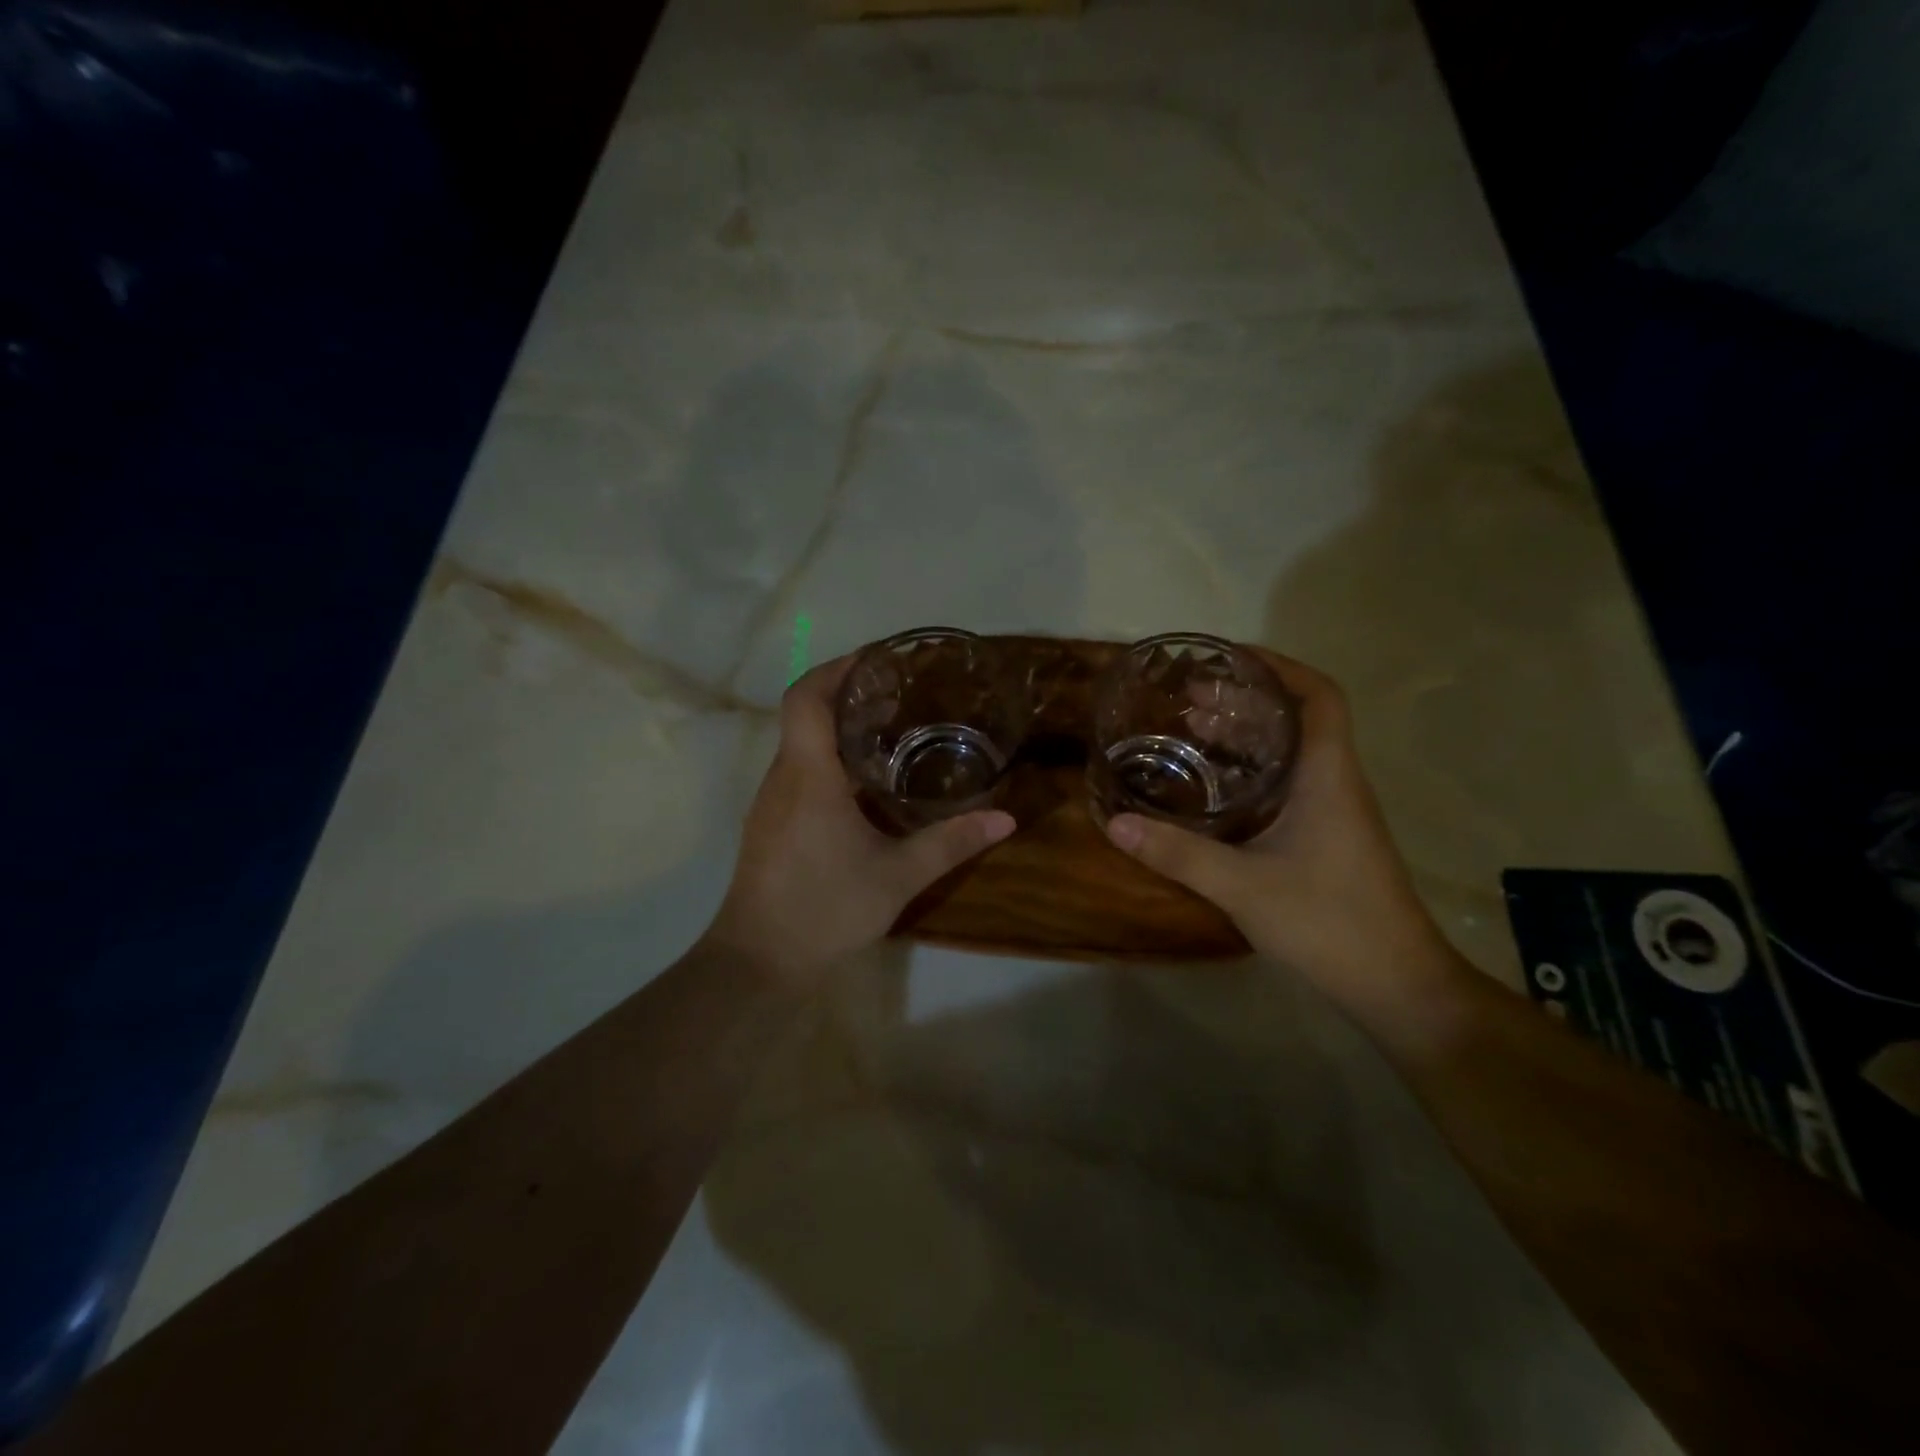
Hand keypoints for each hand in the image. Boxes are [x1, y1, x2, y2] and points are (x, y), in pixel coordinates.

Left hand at [702, 656, 1015, 985]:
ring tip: (889, 729)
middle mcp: (782, 777)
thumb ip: (950, 843)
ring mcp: (771, 801)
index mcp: (808, 775)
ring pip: (800, 743)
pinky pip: (798, 770)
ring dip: (838, 727)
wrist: (759, 960)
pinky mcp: (770, 823)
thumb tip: (1005, 819)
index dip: (836, 668)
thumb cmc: (825, 908)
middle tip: (899, 693)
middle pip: (804, 713)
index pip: (806, 697)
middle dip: (846, 694)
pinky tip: (864, 783)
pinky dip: (829, 758)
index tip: (876, 660)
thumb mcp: (897, 876)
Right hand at [1104, 650, 1461, 1021]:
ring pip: (1292, 753)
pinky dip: (1251, 773)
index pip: (1319, 696)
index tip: (1229, 660)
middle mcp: (1336, 783)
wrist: (1396, 985)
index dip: (1280, 667)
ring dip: (1247, 736)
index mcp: (1327, 776)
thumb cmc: (1329, 922)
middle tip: (1189, 700)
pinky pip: (1287, 785)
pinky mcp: (1327, 839)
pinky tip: (1212, 792)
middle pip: (1298, 719)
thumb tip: (1114, 823)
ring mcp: (1335, 813)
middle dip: (1246, 700)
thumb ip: (1177, 853)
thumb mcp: (1243, 886)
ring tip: (1192, 733)